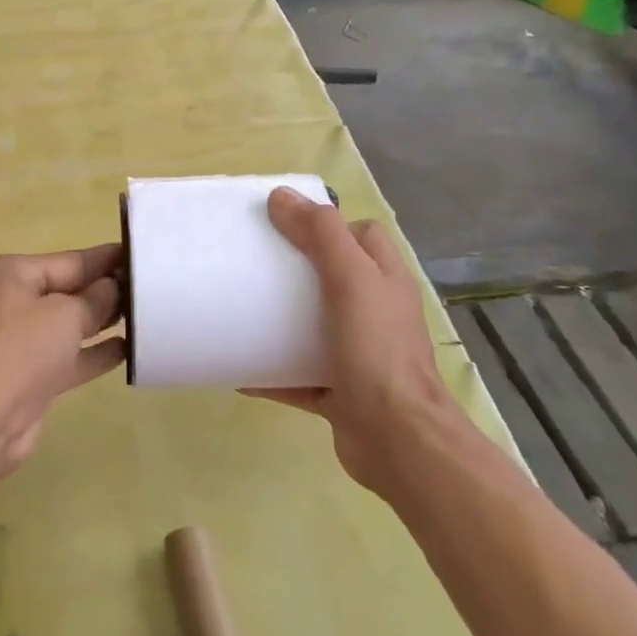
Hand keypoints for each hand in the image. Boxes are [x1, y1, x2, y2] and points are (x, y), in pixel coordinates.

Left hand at [0, 244, 125, 484]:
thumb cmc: (19, 350)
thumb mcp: (64, 314)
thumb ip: (94, 299)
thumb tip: (112, 288)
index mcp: (8, 274)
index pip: (67, 260)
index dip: (105, 260)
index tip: (140, 254)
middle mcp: (9, 302)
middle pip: (67, 291)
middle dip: (105, 290)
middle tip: (151, 287)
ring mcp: (17, 342)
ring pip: (68, 325)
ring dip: (103, 322)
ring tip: (146, 315)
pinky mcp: (28, 377)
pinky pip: (68, 357)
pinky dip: (94, 354)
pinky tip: (129, 350)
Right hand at [246, 188, 458, 488]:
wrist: (397, 439)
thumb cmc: (377, 350)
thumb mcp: (351, 279)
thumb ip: (321, 235)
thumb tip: (282, 196)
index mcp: (385, 281)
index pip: (363, 236)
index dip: (329, 225)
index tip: (285, 225)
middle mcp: (376, 314)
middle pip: (334, 278)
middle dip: (296, 270)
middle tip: (254, 264)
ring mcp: (359, 355)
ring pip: (315, 327)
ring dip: (281, 321)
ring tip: (241, 310)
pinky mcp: (339, 392)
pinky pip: (297, 375)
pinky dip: (271, 371)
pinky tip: (238, 368)